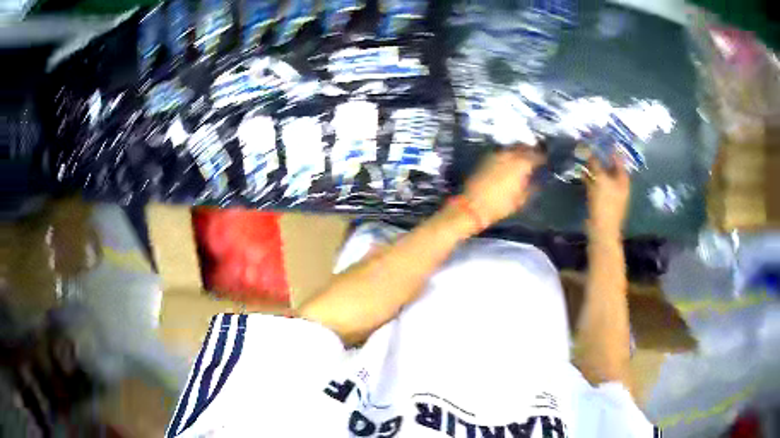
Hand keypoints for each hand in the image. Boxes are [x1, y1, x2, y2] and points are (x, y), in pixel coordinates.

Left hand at [463, 148, 544, 226]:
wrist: (472, 205)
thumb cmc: (500, 205)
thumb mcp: (521, 199)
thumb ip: (532, 186)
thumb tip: (537, 179)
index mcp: (521, 163)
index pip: (537, 155)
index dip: (543, 157)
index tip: (547, 160)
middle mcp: (509, 154)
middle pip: (524, 147)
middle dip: (531, 150)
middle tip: (537, 155)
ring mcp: (496, 154)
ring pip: (512, 148)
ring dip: (519, 150)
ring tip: (524, 157)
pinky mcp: (486, 158)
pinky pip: (502, 152)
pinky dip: (508, 154)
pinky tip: (510, 160)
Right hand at [586, 155, 630, 236]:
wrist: (602, 230)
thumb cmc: (605, 203)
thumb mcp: (600, 180)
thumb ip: (595, 164)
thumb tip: (589, 150)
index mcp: (622, 179)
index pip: (618, 159)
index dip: (610, 149)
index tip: (600, 139)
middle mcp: (618, 184)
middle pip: (609, 167)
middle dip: (600, 158)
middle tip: (589, 147)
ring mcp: (610, 193)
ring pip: (601, 176)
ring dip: (593, 168)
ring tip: (583, 158)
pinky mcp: (601, 200)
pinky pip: (595, 185)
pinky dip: (589, 179)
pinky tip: (581, 173)